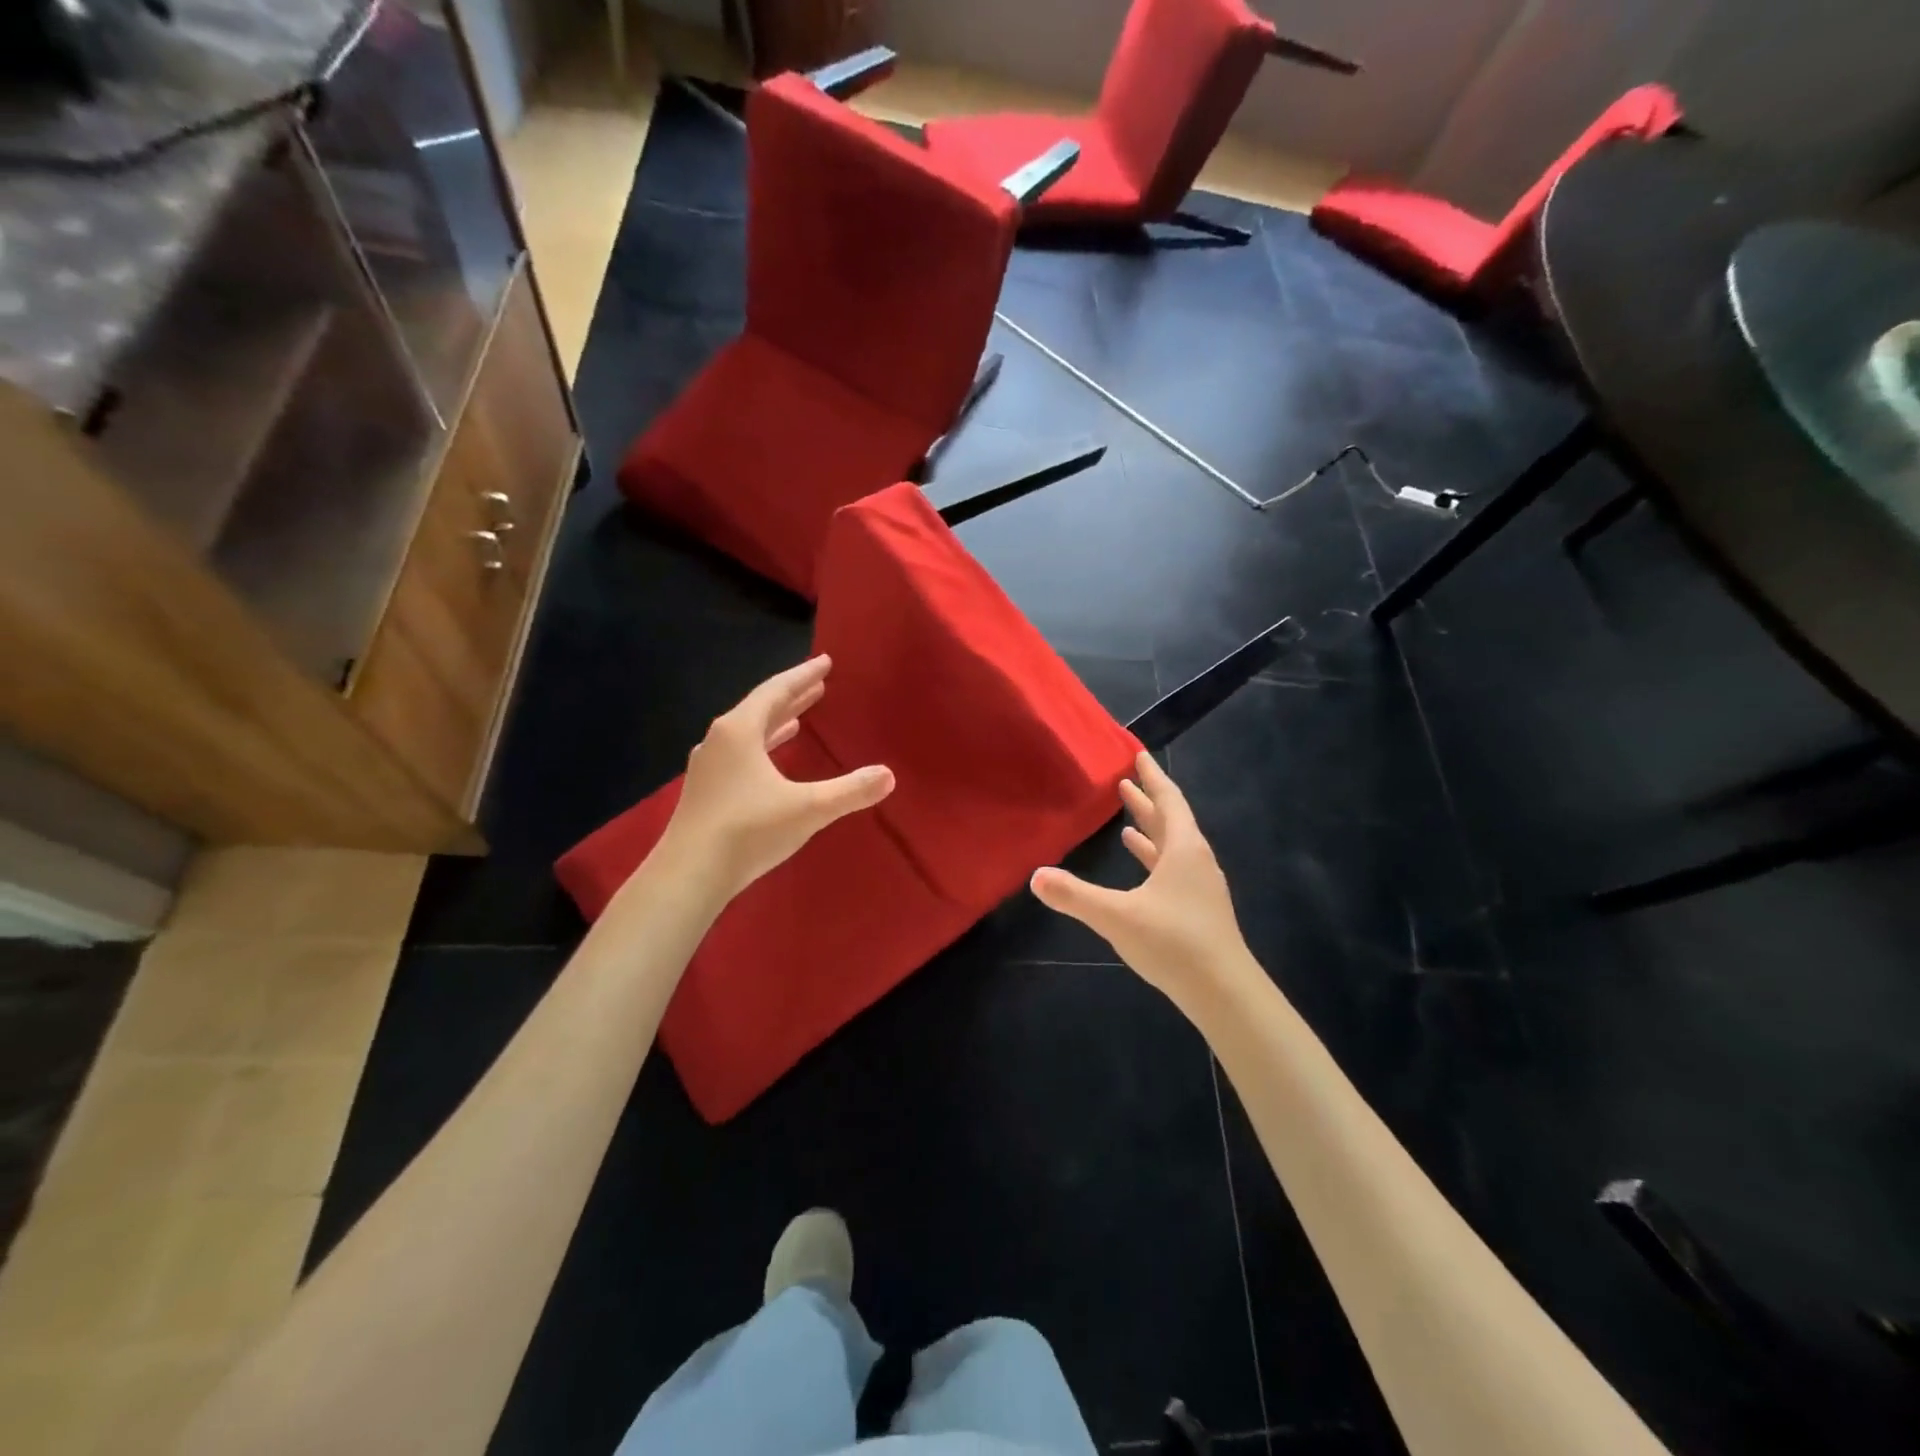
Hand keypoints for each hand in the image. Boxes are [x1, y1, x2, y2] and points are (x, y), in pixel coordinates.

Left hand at [660, 657, 893, 898]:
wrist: (689, 874)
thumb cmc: (749, 830)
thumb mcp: (808, 808)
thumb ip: (850, 790)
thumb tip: (888, 776)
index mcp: (740, 731)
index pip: (776, 691)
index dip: (803, 676)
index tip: (826, 662)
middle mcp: (720, 741)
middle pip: (760, 708)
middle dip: (792, 696)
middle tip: (819, 684)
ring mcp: (708, 767)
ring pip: (748, 733)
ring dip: (776, 723)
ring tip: (799, 718)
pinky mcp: (705, 792)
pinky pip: (740, 755)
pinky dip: (762, 748)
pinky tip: (771, 761)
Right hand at [1030, 752, 1253, 1000]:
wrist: (1224, 993)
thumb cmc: (1174, 942)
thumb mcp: (1116, 916)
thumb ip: (1074, 896)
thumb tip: (1035, 876)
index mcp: (1183, 849)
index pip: (1169, 801)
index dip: (1152, 778)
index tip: (1139, 756)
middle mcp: (1196, 861)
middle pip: (1172, 820)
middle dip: (1148, 801)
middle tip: (1126, 782)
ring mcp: (1200, 887)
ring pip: (1174, 847)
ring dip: (1151, 831)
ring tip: (1127, 822)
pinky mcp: (1199, 910)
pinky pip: (1174, 870)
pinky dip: (1155, 859)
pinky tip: (1141, 867)